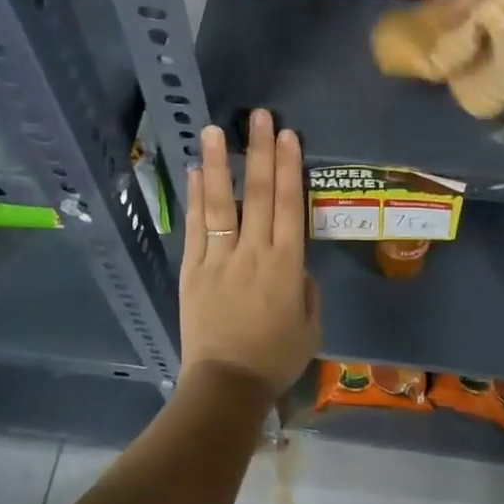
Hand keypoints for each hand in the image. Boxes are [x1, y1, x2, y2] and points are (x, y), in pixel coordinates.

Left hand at [180, 109, 321, 401]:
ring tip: (215, 130)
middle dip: (259, 152)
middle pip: (258, 194)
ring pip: (220, 203)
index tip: (287, 135)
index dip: (289, 167)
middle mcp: (253, 252)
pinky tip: (193, 171)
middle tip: (259, 116)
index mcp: (286, 264)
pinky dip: (194, 198)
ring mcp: (219, 258)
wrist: (226, 386)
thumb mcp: (311, 326)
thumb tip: (295, 265)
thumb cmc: (275, 358)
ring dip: (218, 165)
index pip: (290, 205)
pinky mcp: (193, 269)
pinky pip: (195, 227)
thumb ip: (306, 288)